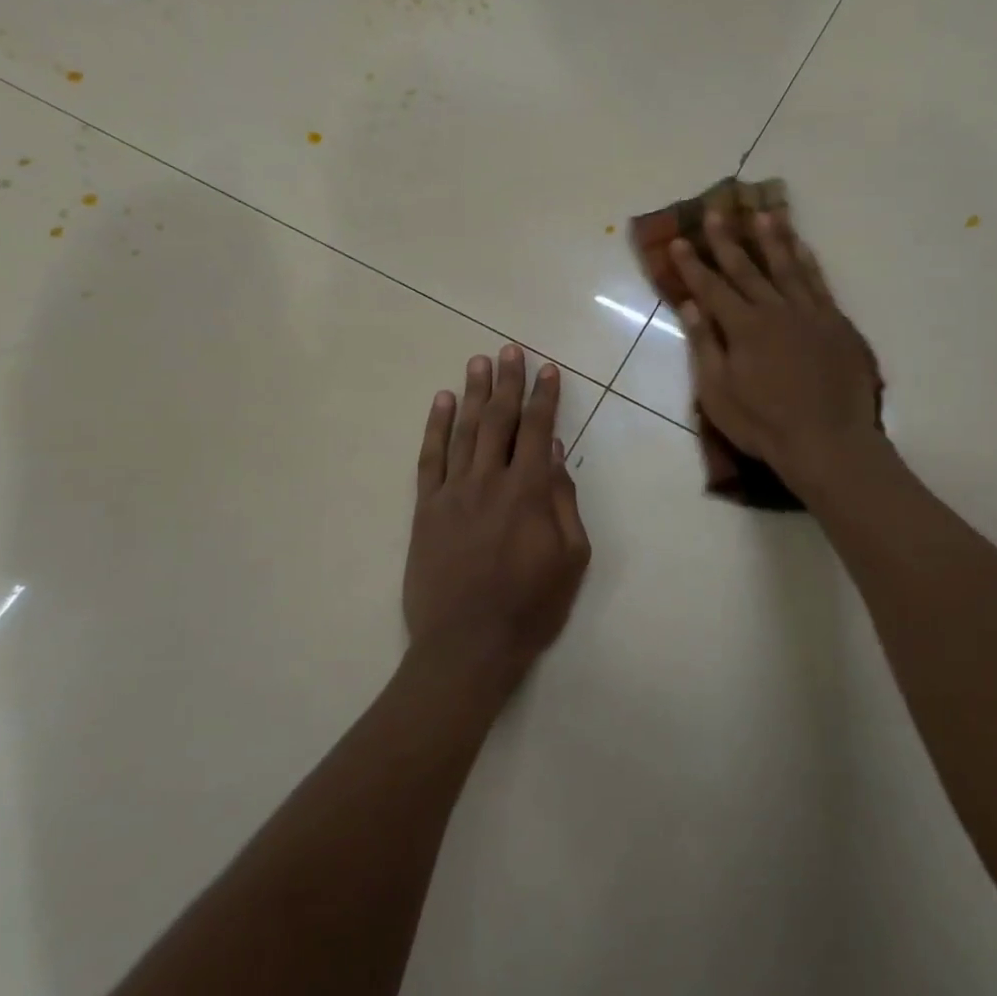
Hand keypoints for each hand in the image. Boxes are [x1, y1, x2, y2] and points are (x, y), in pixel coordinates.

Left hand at [404, 345, 591, 692]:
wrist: (467, 645)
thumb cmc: (530, 607)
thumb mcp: (570, 558)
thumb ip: (564, 501)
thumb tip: (556, 453)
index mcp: (529, 492)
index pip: (538, 430)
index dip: (545, 397)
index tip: (548, 369)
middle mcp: (489, 481)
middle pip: (498, 420)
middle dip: (507, 382)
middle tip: (509, 350)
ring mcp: (452, 492)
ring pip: (464, 431)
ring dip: (473, 393)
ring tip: (478, 362)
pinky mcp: (426, 509)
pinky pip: (430, 458)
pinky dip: (435, 427)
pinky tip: (441, 402)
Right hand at [670, 210, 883, 494]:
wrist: (827, 440)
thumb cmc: (763, 424)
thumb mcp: (718, 394)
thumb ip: (705, 346)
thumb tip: (691, 306)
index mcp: (743, 328)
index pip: (712, 288)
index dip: (692, 265)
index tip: (679, 241)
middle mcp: (776, 310)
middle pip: (747, 268)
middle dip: (728, 240)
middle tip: (716, 211)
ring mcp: (809, 314)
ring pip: (787, 266)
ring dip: (772, 239)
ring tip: (762, 214)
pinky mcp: (835, 323)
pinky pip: (819, 282)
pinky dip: (808, 261)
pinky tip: (802, 248)